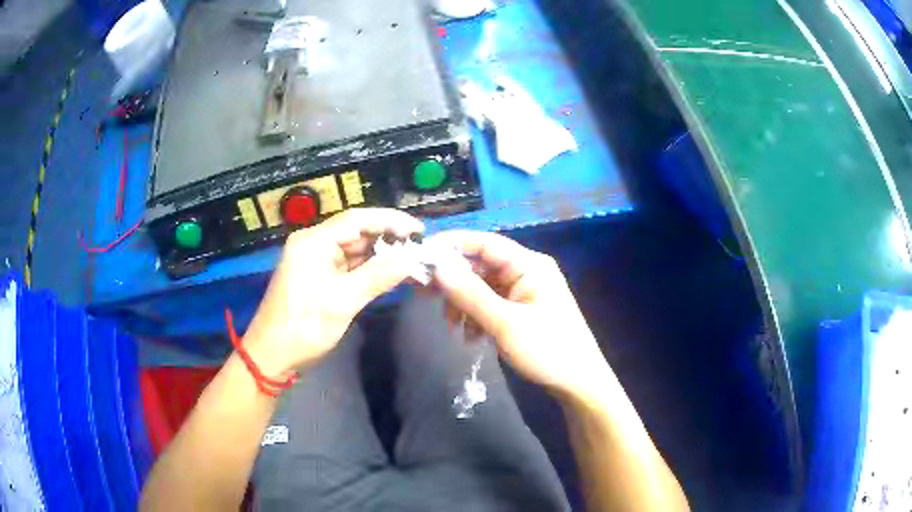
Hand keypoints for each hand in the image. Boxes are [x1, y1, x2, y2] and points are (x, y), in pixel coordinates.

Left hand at [243, 208, 423, 375]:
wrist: (272, 357)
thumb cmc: (303, 327)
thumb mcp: (342, 301)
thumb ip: (378, 276)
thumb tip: (413, 258)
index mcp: (314, 241)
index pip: (357, 219)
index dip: (391, 221)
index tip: (420, 230)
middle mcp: (314, 244)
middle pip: (357, 233)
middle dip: (389, 240)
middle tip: (421, 249)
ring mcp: (316, 261)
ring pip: (355, 250)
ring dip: (382, 256)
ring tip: (413, 261)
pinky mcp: (320, 278)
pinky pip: (350, 267)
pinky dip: (370, 270)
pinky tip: (392, 274)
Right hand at [429, 230, 610, 400]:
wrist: (578, 383)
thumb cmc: (547, 350)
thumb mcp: (504, 323)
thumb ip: (470, 294)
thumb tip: (438, 267)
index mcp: (529, 265)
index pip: (485, 243)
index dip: (452, 245)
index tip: (422, 255)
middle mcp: (527, 272)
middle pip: (481, 266)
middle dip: (455, 282)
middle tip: (426, 296)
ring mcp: (525, 292)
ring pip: (483, 288)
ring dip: (464, 304)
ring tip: (454, 326)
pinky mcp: (523, 311)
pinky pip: (492, 305)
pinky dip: (477, 317)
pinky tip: (471, 338)